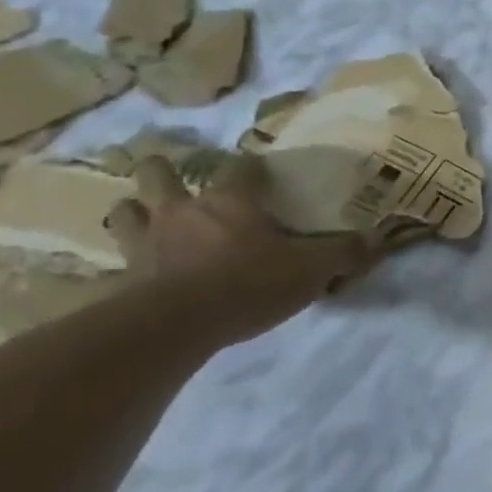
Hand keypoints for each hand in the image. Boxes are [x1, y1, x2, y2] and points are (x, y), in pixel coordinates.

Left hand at [105, 155, 373, 348]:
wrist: (175, 325)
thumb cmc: (248, 284)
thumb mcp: (311, 268)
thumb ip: (345, 252)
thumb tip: (380, 240)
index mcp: (230, 202)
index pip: (240, 167)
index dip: (251, 166)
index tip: (259, 171)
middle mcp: (182, 212)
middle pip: (160, 175)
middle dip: (164, 172)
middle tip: (175, 179)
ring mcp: (144, 243)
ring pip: (125, 211)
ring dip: (134, 211)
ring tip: (144, 218)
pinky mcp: (121, 278)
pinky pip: (111, 265)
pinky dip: (117, 265)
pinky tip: (123, 273)